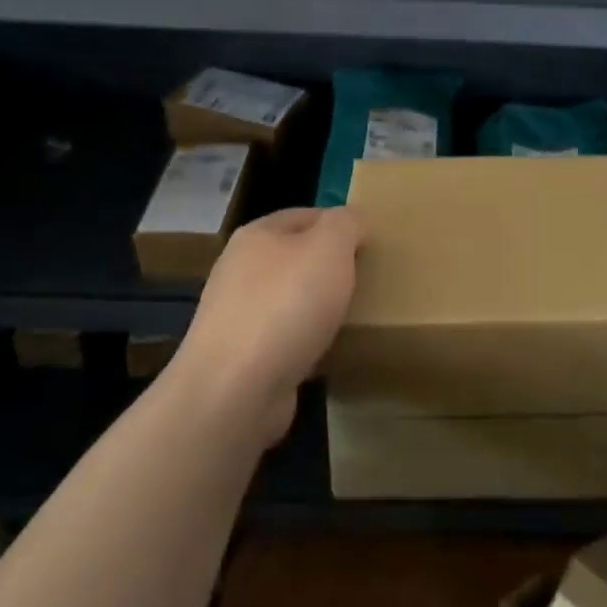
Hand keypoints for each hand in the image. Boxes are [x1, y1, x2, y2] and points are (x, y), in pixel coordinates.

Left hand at [176, 207, 360, 443]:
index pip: (306, 215)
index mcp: (257, 235)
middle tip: (366, 281)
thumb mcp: (329, 247)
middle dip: (329, 269)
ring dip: (317, 308)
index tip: (371, 245)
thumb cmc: (286, 304)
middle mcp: (240, 270)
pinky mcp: (240, 359)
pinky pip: (283, 340)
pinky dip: (305, 343)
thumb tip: (353, 221)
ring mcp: (236, 316)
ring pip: (289, 300)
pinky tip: (326, 354)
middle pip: (296, 258)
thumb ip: (346, 224)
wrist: (235, 390)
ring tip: (351, 318)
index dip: (340, 225)